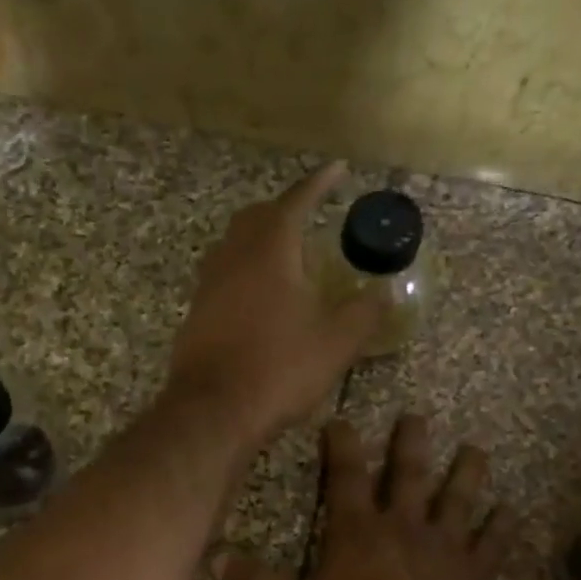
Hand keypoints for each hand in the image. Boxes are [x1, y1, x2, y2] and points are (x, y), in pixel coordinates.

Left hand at [165, 163, 382, 449]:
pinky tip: (258, 296)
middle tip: (309, 215)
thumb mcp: (336, 342)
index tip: (337, 169)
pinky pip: (221, 276)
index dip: (318, 183)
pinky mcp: (196, 314)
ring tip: (285, 254)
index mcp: (270, 251)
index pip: (295, 201)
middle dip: (283, 209)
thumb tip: (384, 293)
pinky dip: (243, 271)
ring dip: (258, 239)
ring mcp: (208, 286)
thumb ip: (364, 312)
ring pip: (233, 245)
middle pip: (255, 217)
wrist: (213, 410)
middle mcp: (232, 257)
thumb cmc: (278, 369)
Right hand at [214, 414, 516, 579]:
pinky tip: (511, 511)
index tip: (341, 420)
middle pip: (407, 475)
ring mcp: (445, 547)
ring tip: (476, 449)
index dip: (341, 446)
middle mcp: (403, 526)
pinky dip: (502, 526)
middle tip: (416, 417)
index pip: (345, 477)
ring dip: (466, 473)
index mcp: (357, 532)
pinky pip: (492, 543)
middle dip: (409, 444)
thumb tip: (214, 557)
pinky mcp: (476, 574)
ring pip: (457, 499)